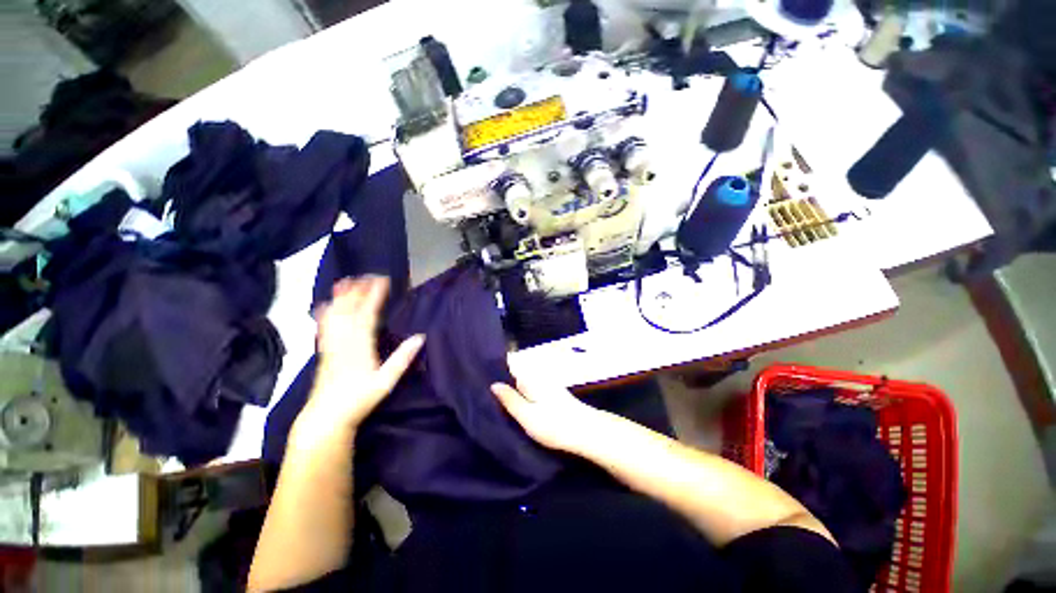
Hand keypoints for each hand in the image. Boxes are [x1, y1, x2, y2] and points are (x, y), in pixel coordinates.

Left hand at [300, 277, 423, 434]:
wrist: (326, 417)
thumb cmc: (359, 399)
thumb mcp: (386, 381)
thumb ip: (403, 358)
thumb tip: (421, 337)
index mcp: (360, 346)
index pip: (367, 314)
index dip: (375, 295)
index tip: (383, 280)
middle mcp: (343, 340)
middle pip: (349, 309)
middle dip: (359, 290)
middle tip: (369, 275)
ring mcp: (330, 344)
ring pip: (335, 314)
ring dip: (342, 296)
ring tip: (348, 281)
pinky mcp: (323, 350)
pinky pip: (324, 325)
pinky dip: (326, 311)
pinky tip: (326, 304)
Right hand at [491, 363, 603, 453]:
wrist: (586, 432)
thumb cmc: (555, 424)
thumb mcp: (527, 416)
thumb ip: (510, 400)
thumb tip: (493, 384)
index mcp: (529, 377)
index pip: (509, 363)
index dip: (495, 364)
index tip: (477, 369)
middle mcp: (537, 376)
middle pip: (514, 371)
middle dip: (501, 377)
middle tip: (481, 388)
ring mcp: (545, 383)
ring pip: (522, 380)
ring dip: (510, 386)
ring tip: (493, 396)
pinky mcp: (550, 393)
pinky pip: (529, 388)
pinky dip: (521, 392)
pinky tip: (514, 402)